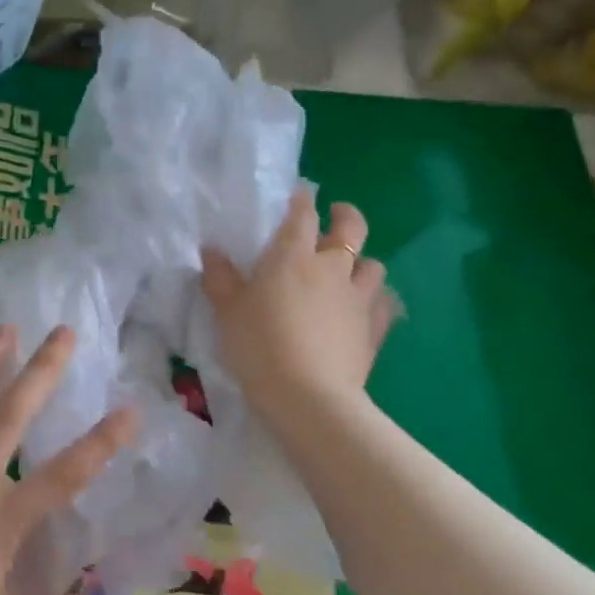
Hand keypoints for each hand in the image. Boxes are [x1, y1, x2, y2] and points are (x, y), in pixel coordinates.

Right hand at [201, 188, 393, 417]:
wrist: (308, 396)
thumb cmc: (260, 346)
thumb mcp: (228, 312)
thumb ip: (220, 278)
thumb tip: (211, 250)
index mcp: (293, 256)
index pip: (302, 214)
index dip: (301, 200)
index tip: (298, 197)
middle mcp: (332, 268)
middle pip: (351, 228)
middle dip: (345, 216)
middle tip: (336, 217)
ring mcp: (358, 298)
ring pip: (373, 264)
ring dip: (362, 262)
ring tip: (349, 271)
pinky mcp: (374, 329)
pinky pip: (384, 304)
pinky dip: (376, 300)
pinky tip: (365, 310)